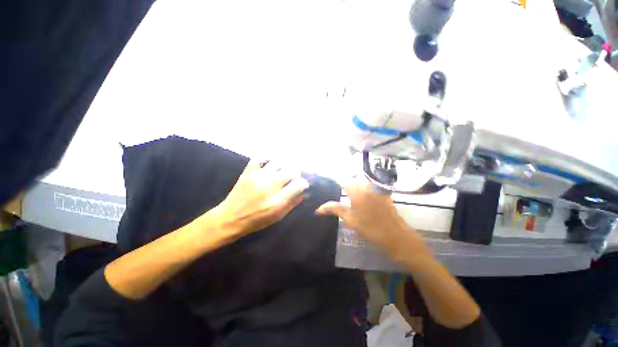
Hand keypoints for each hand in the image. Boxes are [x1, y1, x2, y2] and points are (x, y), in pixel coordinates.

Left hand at [212, 159, 309, 236]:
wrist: (231, 218)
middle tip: (292, 176)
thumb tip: (304, 192)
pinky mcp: (248, 171)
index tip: (301, 184)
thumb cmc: (257, 220)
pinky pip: (261, 158)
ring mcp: (258, 176)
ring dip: (283, 165)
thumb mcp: (278, 216)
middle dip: (295, 172)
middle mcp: (270, 186)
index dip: (303, 183)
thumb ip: (293, 203)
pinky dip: (267, 159)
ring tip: (281, 170)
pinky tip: (269, 165)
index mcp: (278, 200)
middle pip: (291, 169)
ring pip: (278, 161)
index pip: (299, 183)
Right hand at [316, 184, 427, 258]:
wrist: (396, 236)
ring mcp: (376, 188)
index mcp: (356, 190)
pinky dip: (363, 192)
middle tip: (341, 199)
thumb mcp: (349, 219)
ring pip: (360, 184)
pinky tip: (362, 202)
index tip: (329, 185)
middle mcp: (366, 185)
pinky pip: (369, 188)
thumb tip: (318, 209)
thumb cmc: (370, 228)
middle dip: (344, 188)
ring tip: (351, 201)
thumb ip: (334, 209)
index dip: (334, 182)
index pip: (341, 180)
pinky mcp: (382, 192)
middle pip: (351, 181)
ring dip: (354, 190)